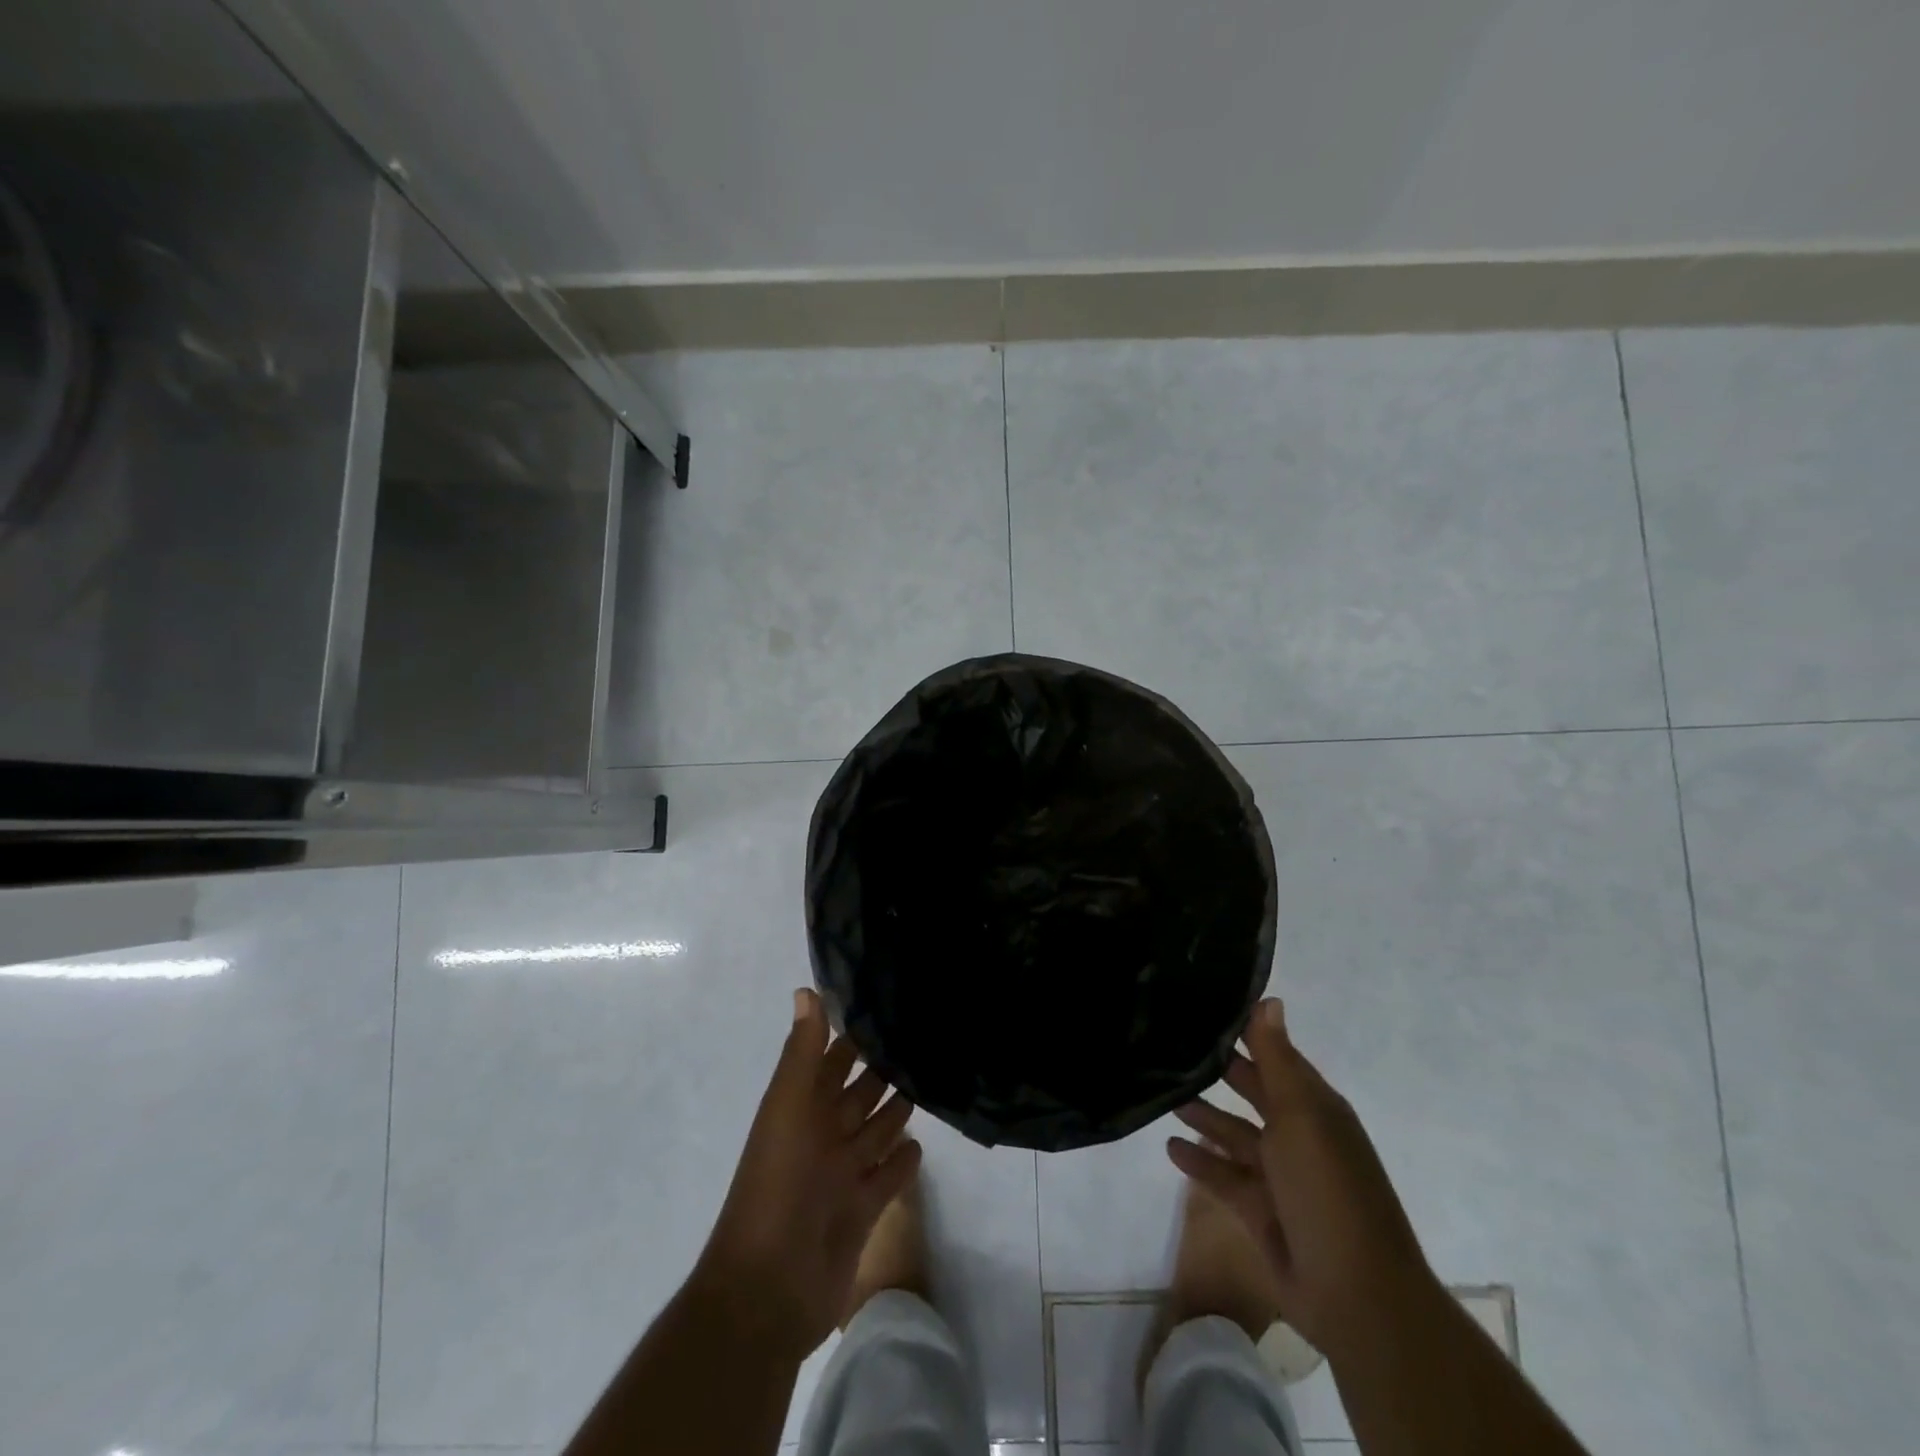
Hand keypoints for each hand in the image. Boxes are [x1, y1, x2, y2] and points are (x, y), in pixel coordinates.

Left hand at [693, 988, 920, 1359]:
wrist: (769, 1288)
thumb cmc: (777, 1185)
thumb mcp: (788, 1108)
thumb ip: (802, 1052)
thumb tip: (807, 989)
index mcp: (800, 1110)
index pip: (828, 1062)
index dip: (850, 1036)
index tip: (884, 1004)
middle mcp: (821, 1137)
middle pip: (856, 1095)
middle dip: (881, 1070)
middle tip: (920, 1039)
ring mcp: (842, 1175)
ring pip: (874, 1131)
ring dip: (896, 1110)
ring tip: (927, 1080)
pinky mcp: (862, 1210)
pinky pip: (886, 1177)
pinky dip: (901, 1161)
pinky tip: (922, 1142)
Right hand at [1166, 998, 1436, 1357]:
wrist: (1357, 1296)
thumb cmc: (1328, 1190)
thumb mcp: (1301, 1116)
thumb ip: (1277, 1059)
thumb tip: (1269, 999)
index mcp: (1314, 1107)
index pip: (1275, 1055)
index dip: (1244, 1031)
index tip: (1202, 1005)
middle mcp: (1297, 1135)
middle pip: (1252, 1091)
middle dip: (1219, 1070)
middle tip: (1170, 1044)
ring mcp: (1278, 1175)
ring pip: (1233, 1133)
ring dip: (1203, 1114)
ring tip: (1162, 1092)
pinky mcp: (1260, 1211)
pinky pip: (1223, 1176)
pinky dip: (1199, 1160)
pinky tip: (1170, 1146)